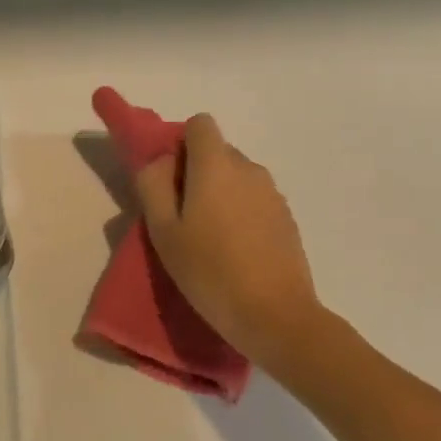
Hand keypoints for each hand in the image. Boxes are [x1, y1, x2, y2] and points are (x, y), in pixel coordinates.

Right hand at [134, 113, 322, 363]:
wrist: (275, 316)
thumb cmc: (210, 271)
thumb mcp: (164, 231)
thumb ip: (153, 185)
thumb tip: (159, 161)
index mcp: (217, 165)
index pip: (200, 125)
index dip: (180, 144)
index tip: (170, 181)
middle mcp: (249, 169)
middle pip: (217, 152)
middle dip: (197, 173)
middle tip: (181, 218)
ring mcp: (273, 194)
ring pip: (237, 178)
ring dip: (219, 195)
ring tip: (208, 240)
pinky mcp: (287, 219)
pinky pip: (254, 201)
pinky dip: (240, 214)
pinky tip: (235, 253)